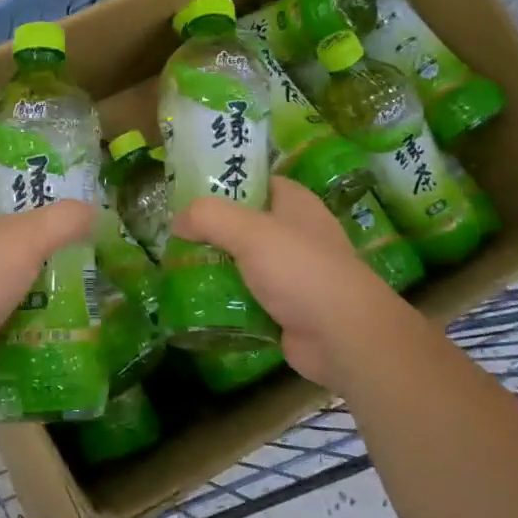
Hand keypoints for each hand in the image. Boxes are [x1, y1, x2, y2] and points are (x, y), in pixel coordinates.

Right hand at [172, 176, 411, 389]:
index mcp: (296, 204)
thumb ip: (209, 217)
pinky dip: (226, 300)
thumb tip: (177, 220)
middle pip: (246, 224)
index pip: (257, 182)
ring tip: (176, 268)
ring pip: (244, 263)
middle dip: (212, 230)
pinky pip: (248, 297)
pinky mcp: (287, 308)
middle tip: (175, 235)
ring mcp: (293, 274)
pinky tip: (197, 302)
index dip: (226, 182)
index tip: (189, 192)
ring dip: (216, 268)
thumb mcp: (249, 232)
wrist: (342, 336)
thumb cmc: (300, 270)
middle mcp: (297, 234)